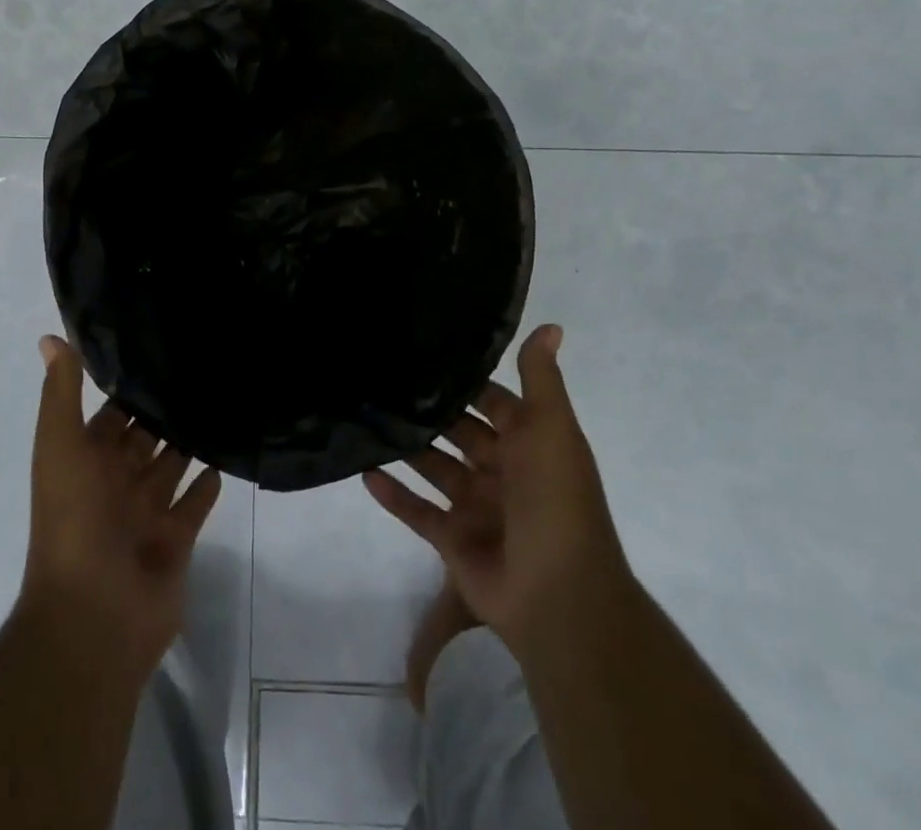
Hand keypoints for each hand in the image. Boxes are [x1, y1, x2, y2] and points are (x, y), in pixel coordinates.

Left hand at [21, 336, 222, 678]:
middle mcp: (115, 484)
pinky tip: (226, 456)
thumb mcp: (61, 446)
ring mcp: (145, 515)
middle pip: (143, 439)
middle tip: (202, 371)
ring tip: (220, 402)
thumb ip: (62, 393)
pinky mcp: (175, 542)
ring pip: (171, 467)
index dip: (129, 388)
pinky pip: (194, 505)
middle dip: (163, 412)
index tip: (158, 349)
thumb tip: (51, 337)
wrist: (94, 614)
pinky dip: (207, 485)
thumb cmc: (74, 520)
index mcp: (86, 461)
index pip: (110, 415)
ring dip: (188, 443)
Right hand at [363, 325, 629, 660]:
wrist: (558, 595)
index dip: (465, 379)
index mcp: (528, 445)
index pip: (493, 402)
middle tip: (382, 378)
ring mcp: (475, 508)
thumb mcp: (552, 429)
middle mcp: (502, 472)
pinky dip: (393, 493)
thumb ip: (540, 379)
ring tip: (364, 415)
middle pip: (458, 433)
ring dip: (406, 446)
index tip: (424, 350)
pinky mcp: (452, 540)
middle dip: (429, 410)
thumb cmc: (554, 500)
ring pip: (433, 467)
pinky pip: (416, 511)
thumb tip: (551, 325)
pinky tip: (363, 469)